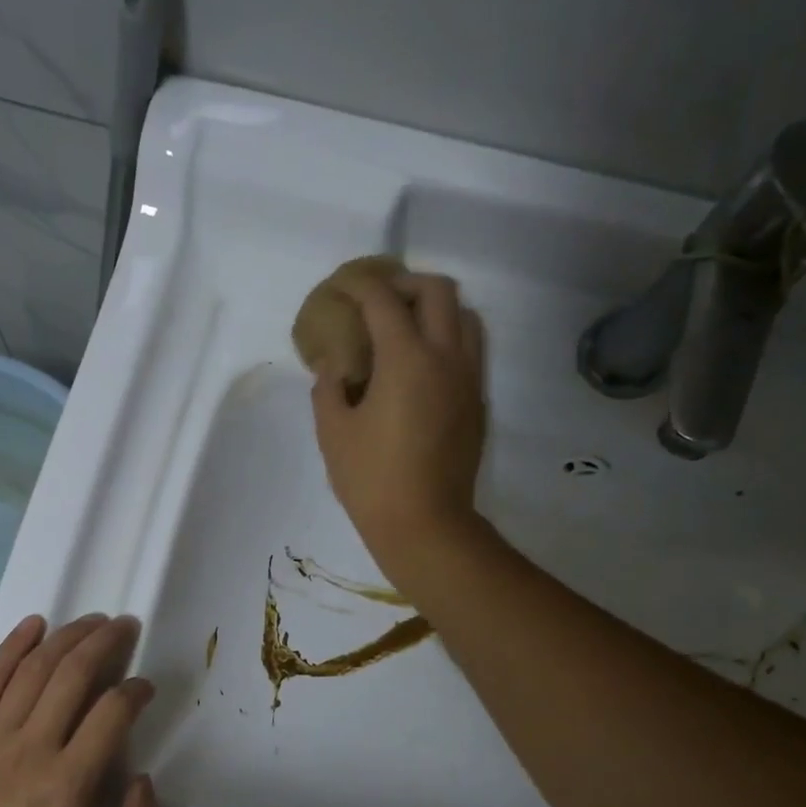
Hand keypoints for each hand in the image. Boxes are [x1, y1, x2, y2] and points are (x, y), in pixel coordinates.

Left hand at [0, 615, 165, 806]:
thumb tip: (142, 779)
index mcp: (66, 783)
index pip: (110, 714)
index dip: (135, 692)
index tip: (145, 686)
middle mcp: (31, 747)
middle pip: (72, 675)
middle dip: (105, 642)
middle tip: (125, 625)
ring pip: (33, 669)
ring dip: (67, 637)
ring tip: (92, 620)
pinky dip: (12, 647)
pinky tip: (33, 625)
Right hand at [309, 269, 486, 580]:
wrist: (425, 524)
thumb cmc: (371, 479)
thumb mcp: (333, 433)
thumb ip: (328, 389)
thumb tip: (334, 367)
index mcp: (405, 358)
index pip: (382, 300)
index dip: (358, 286)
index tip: (340, 288)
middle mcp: (445, 356)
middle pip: (437, 290)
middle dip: (405, 283)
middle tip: (378, 300)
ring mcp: (468, 378)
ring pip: (465, 315)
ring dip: (435, 307)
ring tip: (406, 326)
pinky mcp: (477, 402)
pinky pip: (470, 349)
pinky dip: (448, 338)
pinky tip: (422, 365)